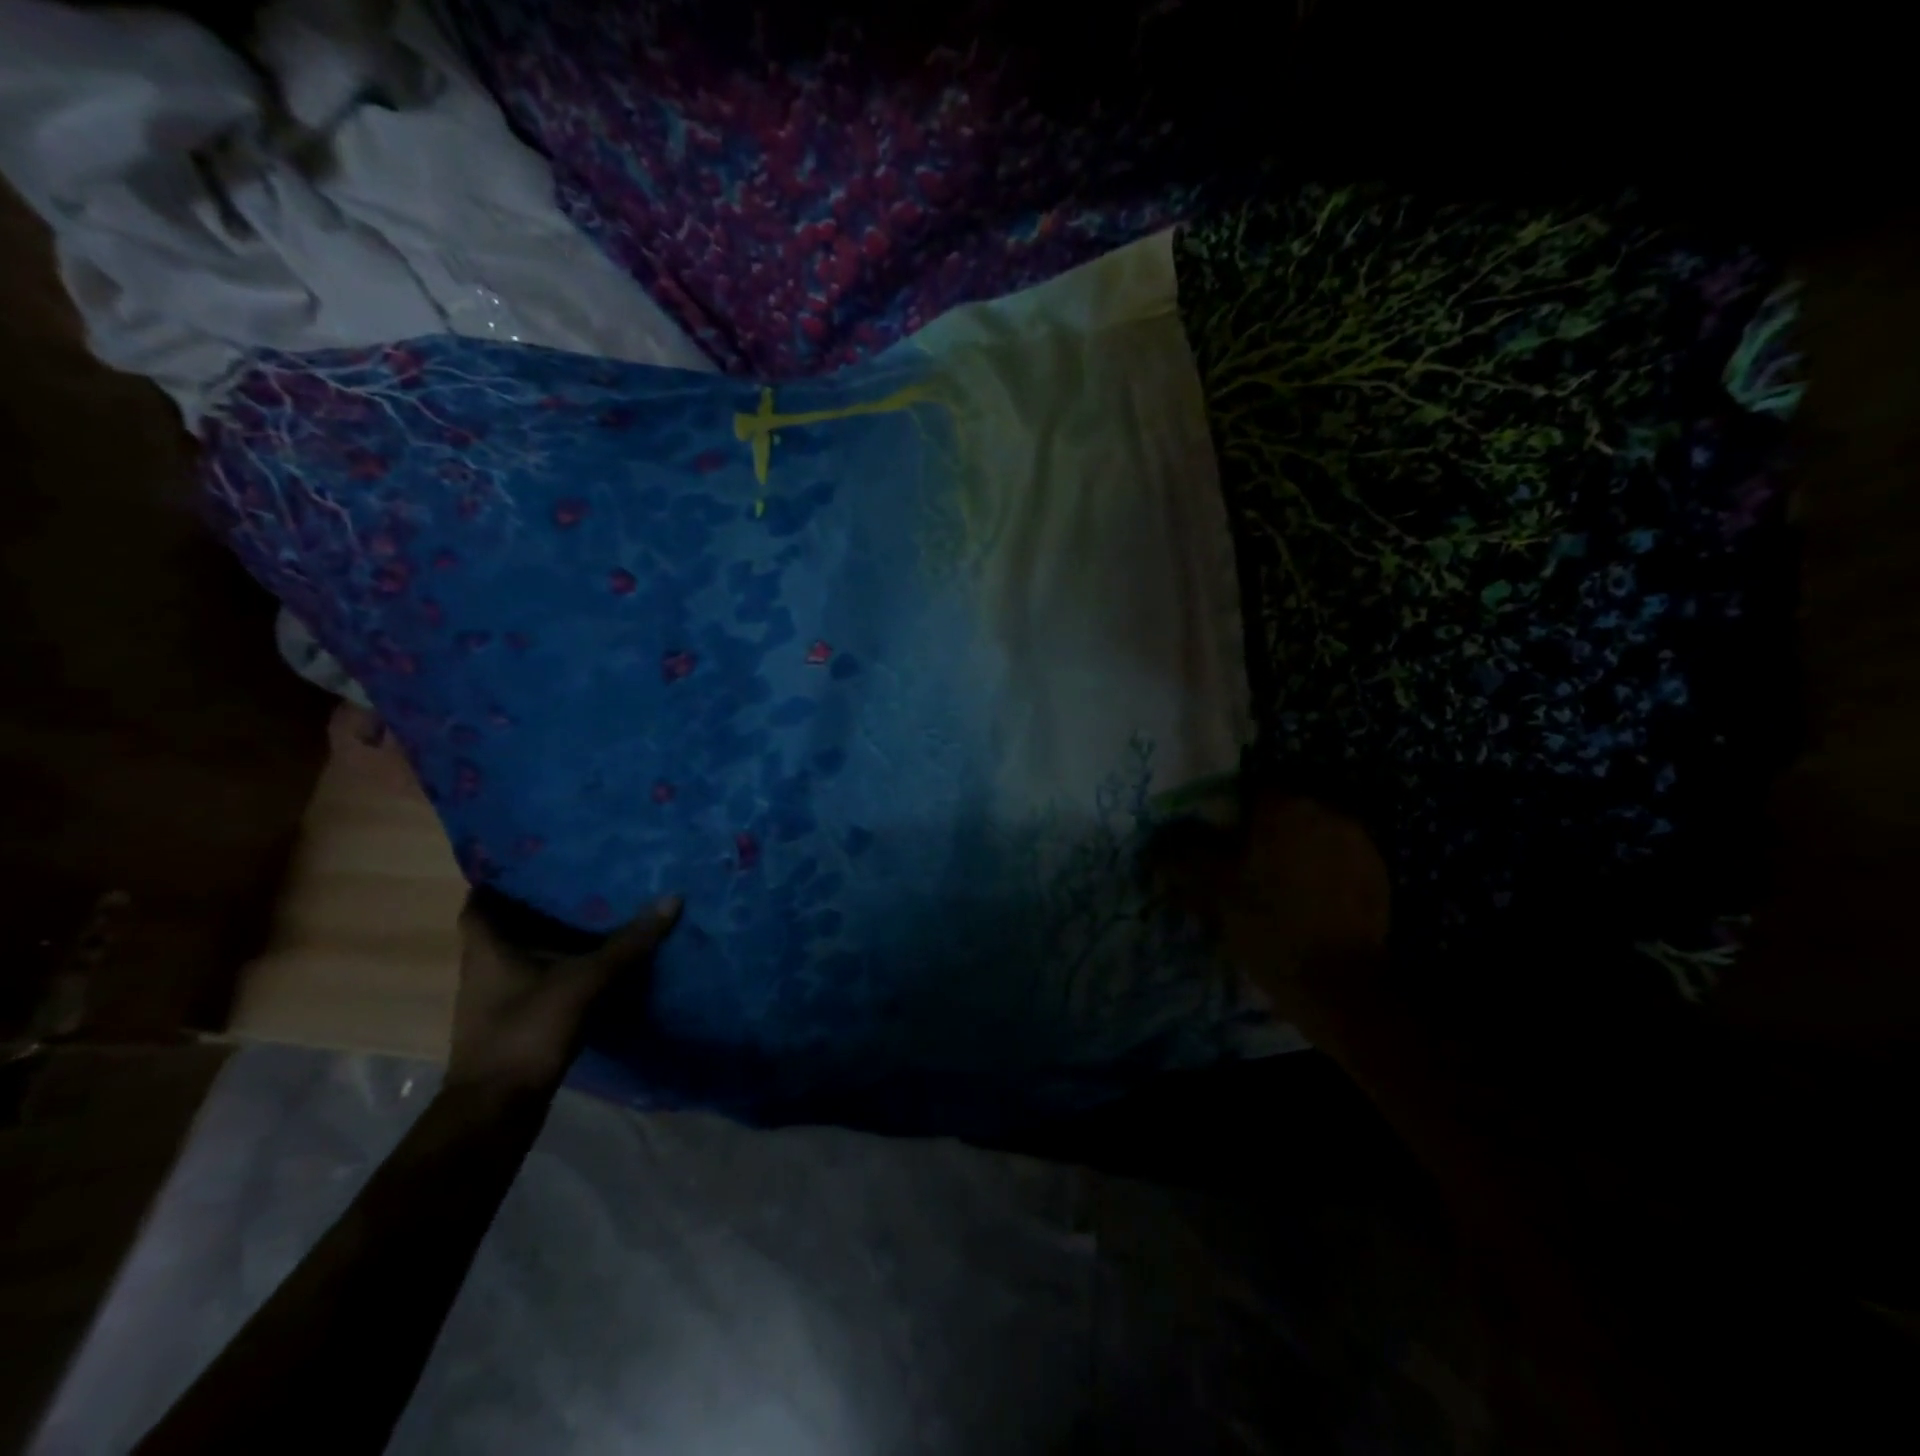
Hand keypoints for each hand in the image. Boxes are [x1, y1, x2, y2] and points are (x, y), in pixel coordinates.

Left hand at [448, 892, 682, 1097]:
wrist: (497, 1108)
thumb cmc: (528, 1030)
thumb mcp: (585, 980)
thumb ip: (628, 943)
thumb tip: (672, 899)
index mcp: (487, 944)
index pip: (484, 894)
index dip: (506, 873)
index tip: (541, 853)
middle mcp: (485, 963)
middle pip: (510, 920)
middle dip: (542, 898)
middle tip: (584, 873)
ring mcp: (498, 993)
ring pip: (526, 948)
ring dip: (554, 931)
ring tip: (599, 906)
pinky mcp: (515, 1016)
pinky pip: (539, 974)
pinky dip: (562, 961)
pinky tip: (596, 954)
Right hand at [1154, 796, 1388, 1020]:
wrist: (1338, 984)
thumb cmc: (1268, 924)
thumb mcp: (1213, 889)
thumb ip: (1183, 858)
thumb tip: (1155, 846)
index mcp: (1287, 805)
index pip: (1252, 788)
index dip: (1232, 811)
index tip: (1220, 839)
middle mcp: (1328, 811)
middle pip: (1286, 809)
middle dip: (1264, 830)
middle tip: (1243, 863)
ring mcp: (1359, 842)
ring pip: (1313, 833)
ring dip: (1294, 849)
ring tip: (1275, 885)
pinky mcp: (1378, 875)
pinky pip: (1338, 858)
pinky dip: (1320, 870)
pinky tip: (1305, 900)